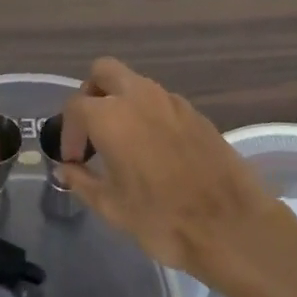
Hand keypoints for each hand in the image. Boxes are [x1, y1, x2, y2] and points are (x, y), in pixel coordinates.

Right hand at [55, 58, 288, 287]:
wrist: (230, 224)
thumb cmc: (161, 218)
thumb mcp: (111, 206)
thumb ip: (82, 181)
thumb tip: (66, 168)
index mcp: (111, 115)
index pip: (75, 106)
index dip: (68, 132)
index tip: (74, 159)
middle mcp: (139, 96)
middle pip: (104, 72)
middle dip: (92, 94)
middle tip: (93, 130)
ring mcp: (171, 100)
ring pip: (135, 83)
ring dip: (121, 102)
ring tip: (123, 144)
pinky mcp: (195, 112)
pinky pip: (160, 101)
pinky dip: (148, 114)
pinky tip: (154, 150)